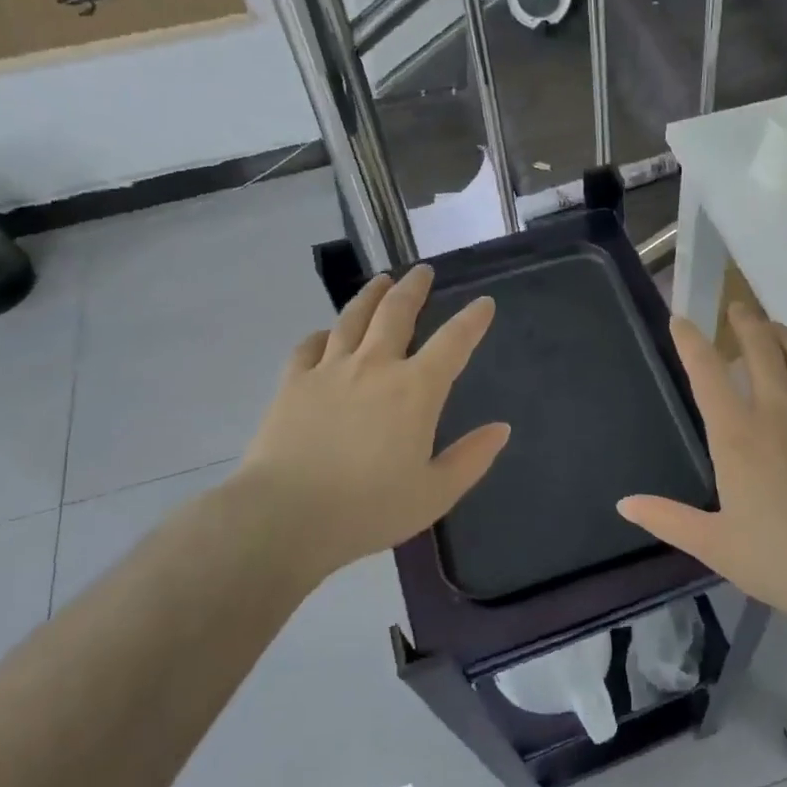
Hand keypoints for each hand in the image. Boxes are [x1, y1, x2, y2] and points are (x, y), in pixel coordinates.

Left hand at [227, 265, 508, 590]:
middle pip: (396, 313)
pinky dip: (323, 334)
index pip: (453, 343)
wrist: (285, 515)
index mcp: (415, 390)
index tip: (483, 303)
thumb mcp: (435, 493)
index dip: (472, 320)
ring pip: (352, 318)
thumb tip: (501, 428)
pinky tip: (326, 334)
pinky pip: (310, 346)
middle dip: (414, 288)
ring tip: (381, 280)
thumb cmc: (368, 509)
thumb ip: (471, 458)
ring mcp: (329, 370)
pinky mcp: (293, 383)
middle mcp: (374, 367)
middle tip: (422, 271)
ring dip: (371, 295)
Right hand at [618, 302, 786, 645]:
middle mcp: (778, 415)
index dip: (691, 342)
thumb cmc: (778, 560)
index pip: (708, 374)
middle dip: (747, 322)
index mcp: (737, 437)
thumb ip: (666, 518)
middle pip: (762, 350)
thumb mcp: (712, 544)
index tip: (681, 320)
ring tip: (775, 329)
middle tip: (738, 308)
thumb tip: (623, 504)